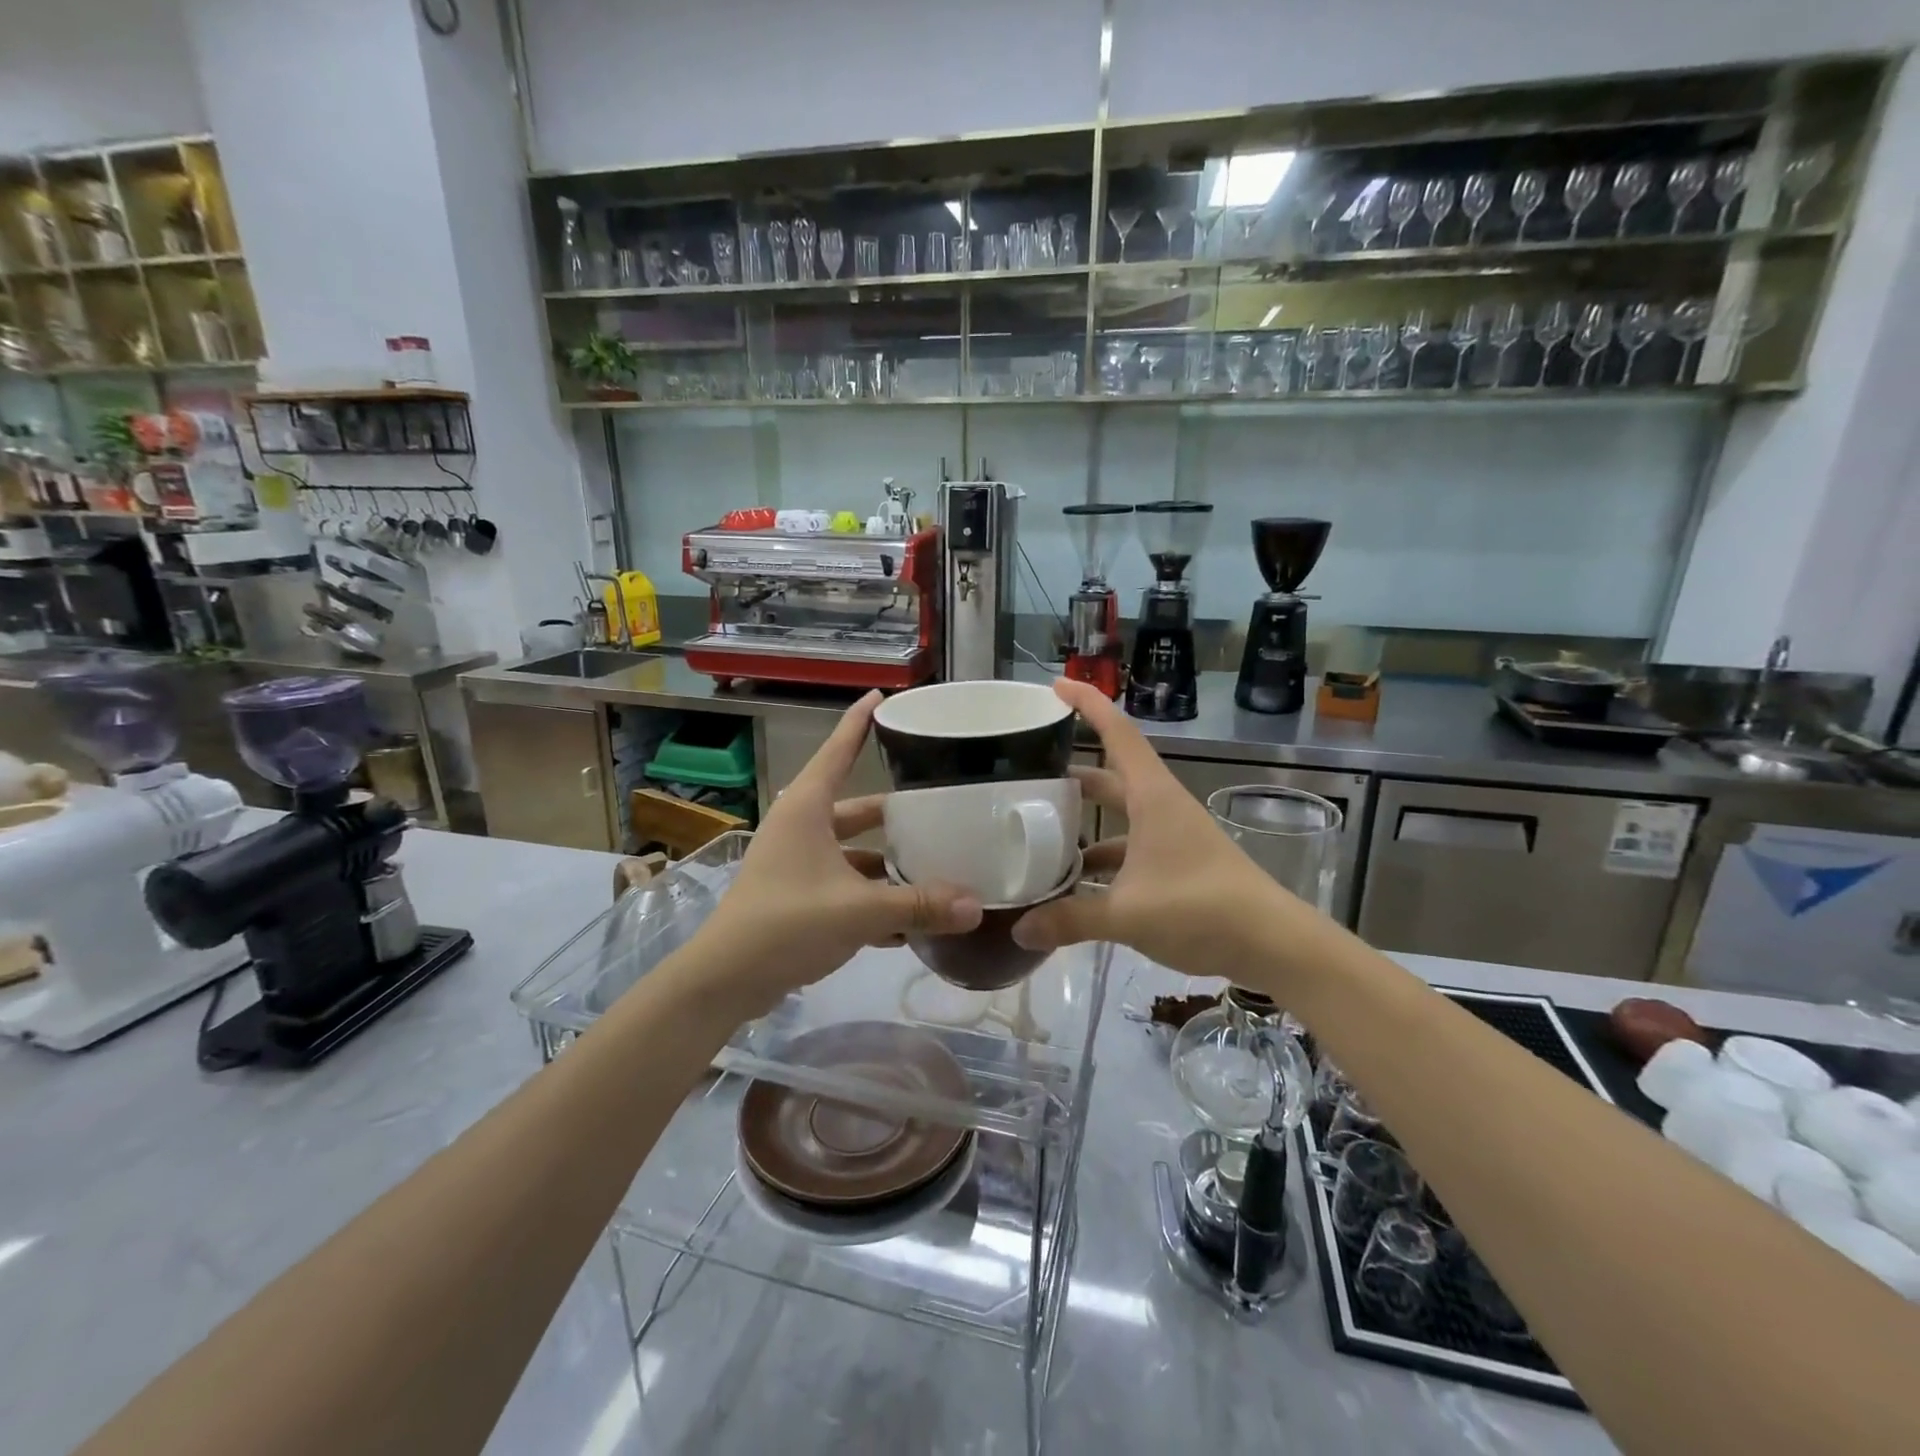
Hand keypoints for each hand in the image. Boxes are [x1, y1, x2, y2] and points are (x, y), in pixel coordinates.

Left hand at [687, 691, 981, 1014]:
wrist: (725, 981)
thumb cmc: (786, 924)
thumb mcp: (858, 911)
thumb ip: (918, 905)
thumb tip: (976, 906)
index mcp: (807, 810)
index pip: (837, 752)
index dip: (859, 722)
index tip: (881, 696)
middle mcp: (802, 829)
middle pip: (857, 810)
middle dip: (895, 813)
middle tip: (938, 806)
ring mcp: (797, 865)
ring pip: (854, 853)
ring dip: (889, 863)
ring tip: (936, 866)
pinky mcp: (798, 898)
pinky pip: (846, 887)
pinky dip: (874, 897)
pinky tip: (910, 919)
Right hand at [1012, 679, 1297, 982]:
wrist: (1271, 943)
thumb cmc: (1200, 908)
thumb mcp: (1127, 913)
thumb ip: (1070, 919)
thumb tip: (1019, 930)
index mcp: (1151, 796)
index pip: (1116, 732)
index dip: (1087, 704)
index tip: (1055, 685)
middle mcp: (1159, 807)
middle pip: (1109, 776)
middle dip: (1071, 773)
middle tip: (1027, 776)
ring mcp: (1170, 835)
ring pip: (1118, 816)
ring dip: (1085, 822)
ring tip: (1040, 833)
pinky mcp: (1176, 863)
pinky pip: (1129, 850)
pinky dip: (1102, 860)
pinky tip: (1075, 884)